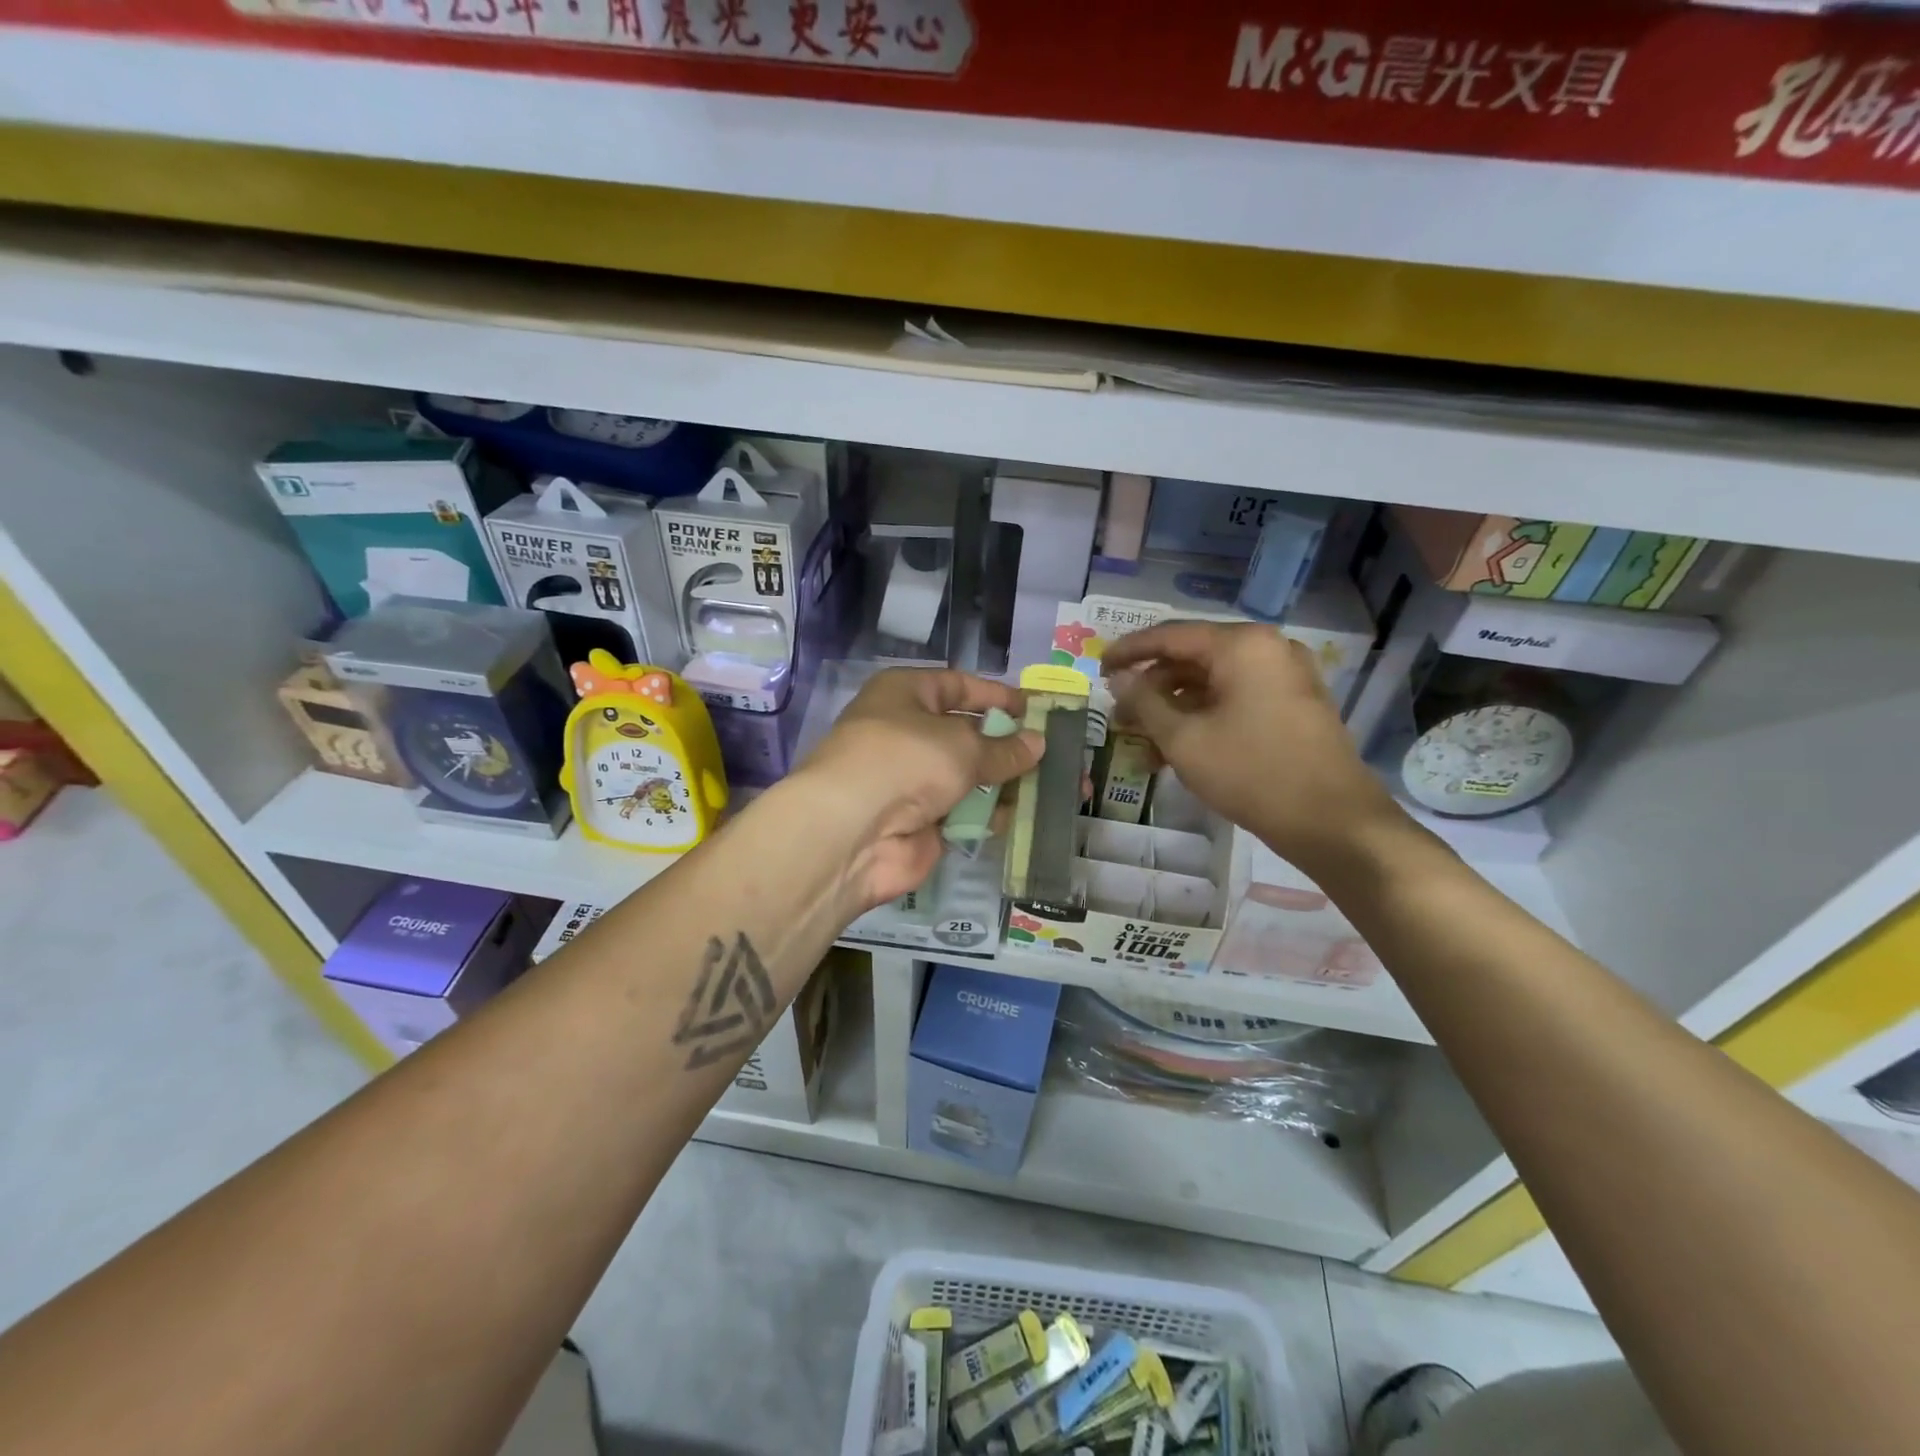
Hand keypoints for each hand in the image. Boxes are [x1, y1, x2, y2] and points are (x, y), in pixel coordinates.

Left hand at [792, 668, 1043, 912]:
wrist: (853, 833)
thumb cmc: (904, 761)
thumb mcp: (961, 745)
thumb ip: (1002, 748)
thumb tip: (1037, 743)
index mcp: (905, 695)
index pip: (958, 686)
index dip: (997, 696)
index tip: (1036, 709)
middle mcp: (907, 733)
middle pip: (968, 735)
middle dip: (1010, 745)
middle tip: (1057, 752)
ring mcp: (914, 781)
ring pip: (970, 777)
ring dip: (1007, 782)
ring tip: (1054, 786)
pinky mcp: (922, 822)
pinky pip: (966, 812)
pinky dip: (992, 814)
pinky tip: (1026, 815)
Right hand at [1103, 621, 1404, 873]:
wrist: (1333, 821)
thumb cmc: (1251, 773)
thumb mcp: (1184, 739)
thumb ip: (1144, 703)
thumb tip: (1120, 679)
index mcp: (1241, 645)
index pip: (1170, 636)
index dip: (1129, 652)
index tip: (1098, 669)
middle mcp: (1267, 649)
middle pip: (1192, 659)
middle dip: (1151, 689)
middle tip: (1119, 716)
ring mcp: (1286, 676)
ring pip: (1213, 683)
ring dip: (1175, 710)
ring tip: (1143, 746)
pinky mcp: (1294, 704)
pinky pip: (1236, 699)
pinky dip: (1204, 718)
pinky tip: (1179, 751)